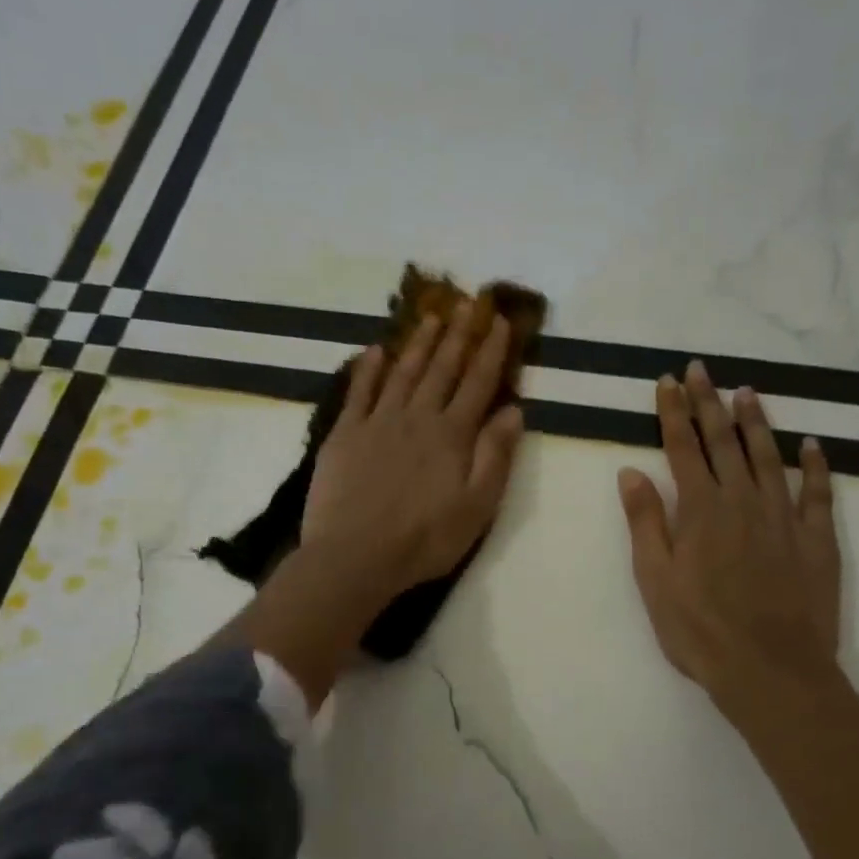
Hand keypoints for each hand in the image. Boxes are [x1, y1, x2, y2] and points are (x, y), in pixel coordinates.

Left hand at [303, 302, 525, 601]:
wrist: (356, 555)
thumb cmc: (425, 539)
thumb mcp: (477, 506)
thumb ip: (496, 456)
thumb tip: (513, 410)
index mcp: (453, 435)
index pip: (478, 383)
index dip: (491, 351)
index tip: (501, 322)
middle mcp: (417, 417)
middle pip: (441, 369)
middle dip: (457, 335)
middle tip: (467, 303)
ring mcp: (377, 422)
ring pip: (403, 373)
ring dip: (418, 343)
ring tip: (430, 316)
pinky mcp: (345, 434)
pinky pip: (358, 391)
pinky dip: (368, 368)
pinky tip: (375, 350)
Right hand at [617, 361, 843, 719]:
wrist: (770, 671)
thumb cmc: (700, 630)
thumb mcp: (655, 580)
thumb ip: (645, 522)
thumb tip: (632, 471)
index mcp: (700, 511)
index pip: (682, 448)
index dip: (674, 412)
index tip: (668, 381)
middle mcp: (743, 502)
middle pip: (724, 442)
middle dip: (709, 402)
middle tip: (701, 369)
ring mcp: (784, 518)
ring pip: (769, 457)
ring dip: (756, 422)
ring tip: (746, 392)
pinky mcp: (817, 540)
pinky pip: (819, 493)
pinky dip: (816, 466)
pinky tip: (811, 444)